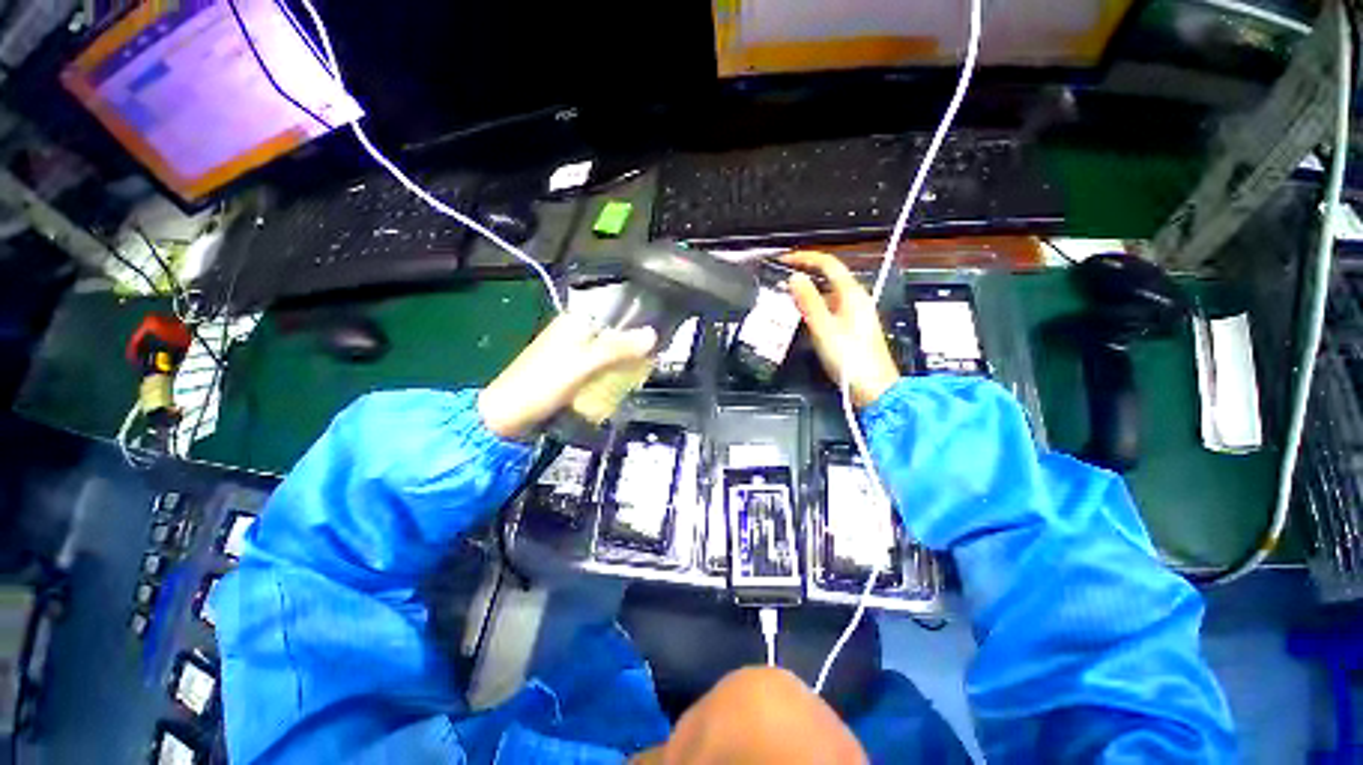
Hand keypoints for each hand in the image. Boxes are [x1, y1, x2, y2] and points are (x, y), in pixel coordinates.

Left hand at [478, 313, 656, 439]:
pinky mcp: (570, 370)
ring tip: (633, 379)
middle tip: (644, 368)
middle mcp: (575, 332)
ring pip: (608, 353)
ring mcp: (572, 352)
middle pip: (615, 335)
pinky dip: (609, 376)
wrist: (508, 415)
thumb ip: (617, 349)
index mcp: (576, 322)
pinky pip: (599, 368)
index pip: (618, 315)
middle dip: (632, 351)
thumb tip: (653, 335)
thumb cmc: (542, 385)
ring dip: (622, 366)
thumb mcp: (584, 365)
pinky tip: (615, 387)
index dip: (639, 328)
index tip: (655, 347)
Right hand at [784, 251, 899, 407]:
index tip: (784, 260)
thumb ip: (809, 302)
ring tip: (785, 297)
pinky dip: (813, 307)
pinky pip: (829, 308)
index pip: (828, 263)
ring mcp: (854, 315)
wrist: (873, 388)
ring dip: (807, 291)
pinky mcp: (851, 328)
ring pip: (827, 294)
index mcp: (852, 295)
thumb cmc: (851, 359)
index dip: (805, 258)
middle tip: (781, 278)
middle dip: (804, 273)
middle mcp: (855, 300)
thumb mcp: (824, 328)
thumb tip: (795, 278)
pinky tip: (801, 317)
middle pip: (828, 276)